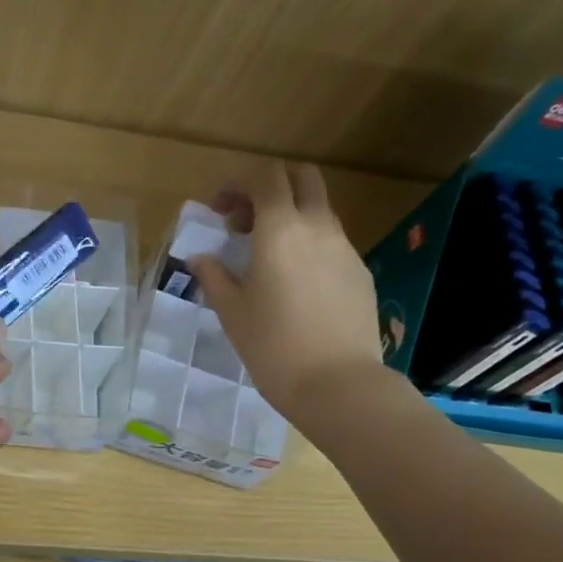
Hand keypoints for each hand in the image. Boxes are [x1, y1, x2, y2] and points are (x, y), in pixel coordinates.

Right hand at [187, 162, 385, 426]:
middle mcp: (318, 227)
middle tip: (246, 223)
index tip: (220, 210)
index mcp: (280, 229)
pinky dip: (310, 245)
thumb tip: (201, 258)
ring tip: (267, 259)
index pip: (265, 177)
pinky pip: (332, 242)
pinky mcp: (361, 272)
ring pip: (319, 210)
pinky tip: (296, 285)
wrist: (338, 384)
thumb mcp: (231, 312)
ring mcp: (345, 248)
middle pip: (302, 177)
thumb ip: (213, 276)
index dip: (238, 184)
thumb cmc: (273, 346)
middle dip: (271, 187)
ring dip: (291, 217)